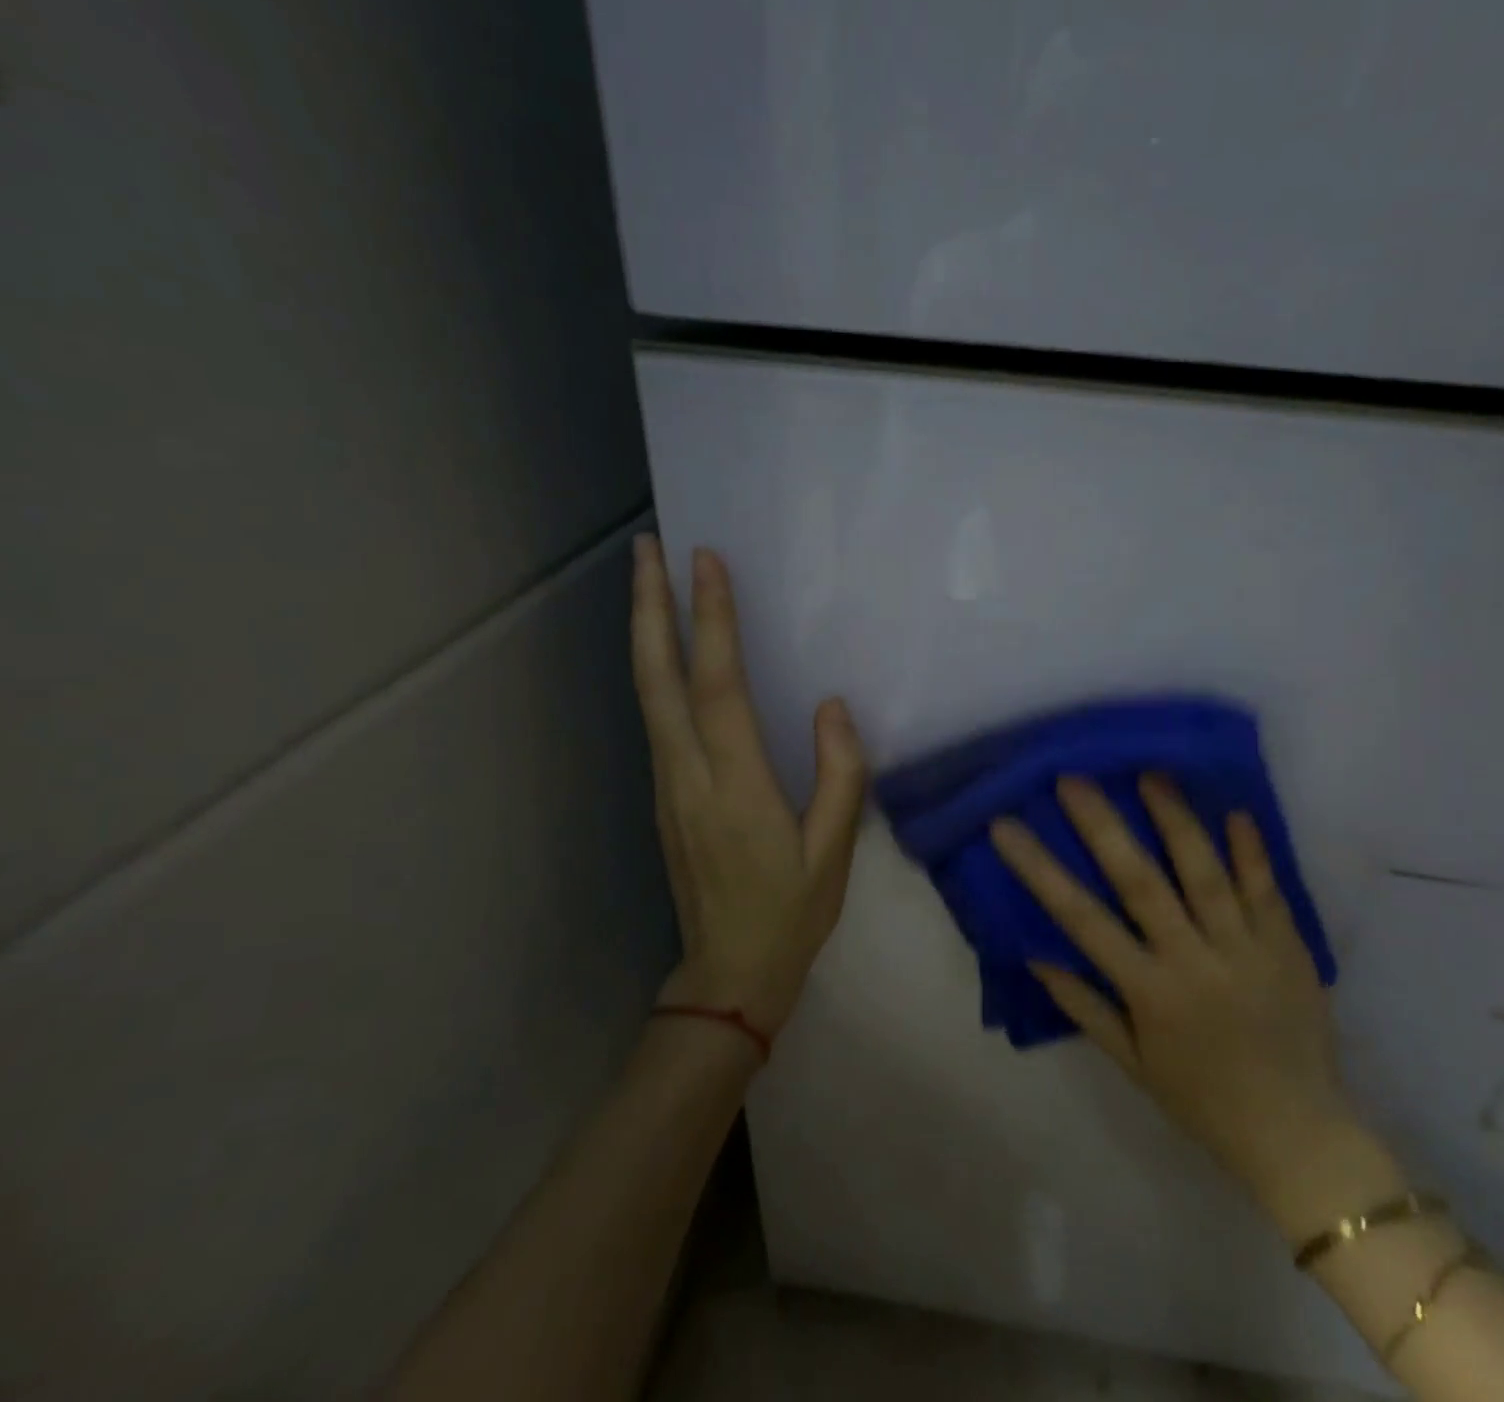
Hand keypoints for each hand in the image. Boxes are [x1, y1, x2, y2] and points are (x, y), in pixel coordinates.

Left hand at [629, 534, 867, 1038]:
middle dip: (650, 607)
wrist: (729, 974)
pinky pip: (655, 716)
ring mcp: (668, 784)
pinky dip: (655, 668)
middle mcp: (688, 775)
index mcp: (735, 787)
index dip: (711, 621)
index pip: (717, 687)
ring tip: (649, 580)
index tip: (706, 563)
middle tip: (646, 547)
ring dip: (646, 631)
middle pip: (659, 678)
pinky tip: (666, 648)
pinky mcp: (664, 793)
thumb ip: (840, 776)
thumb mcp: (834, 853)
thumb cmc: (791, 913)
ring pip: (647, 694)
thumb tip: (831, 706)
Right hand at [991, 775, 1380, 1233]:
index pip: (1081, 919)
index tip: (1007, 826)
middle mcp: (1192, 961)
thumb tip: (1037, 955)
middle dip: (1103, 826)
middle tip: (1074, 778)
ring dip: (1176, 821)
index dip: (1040, 869)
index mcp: (1149, 991)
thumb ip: (1085, 1006)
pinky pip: (1268, 891)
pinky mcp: (1288, 948)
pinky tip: (1236, 810)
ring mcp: (1245, 950)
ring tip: (1150, 773)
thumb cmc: (1202, 1100)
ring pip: (1206, 874)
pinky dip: (1252, 851)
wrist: (1298, 1138)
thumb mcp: (1132, 1063)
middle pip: (1141, 882)